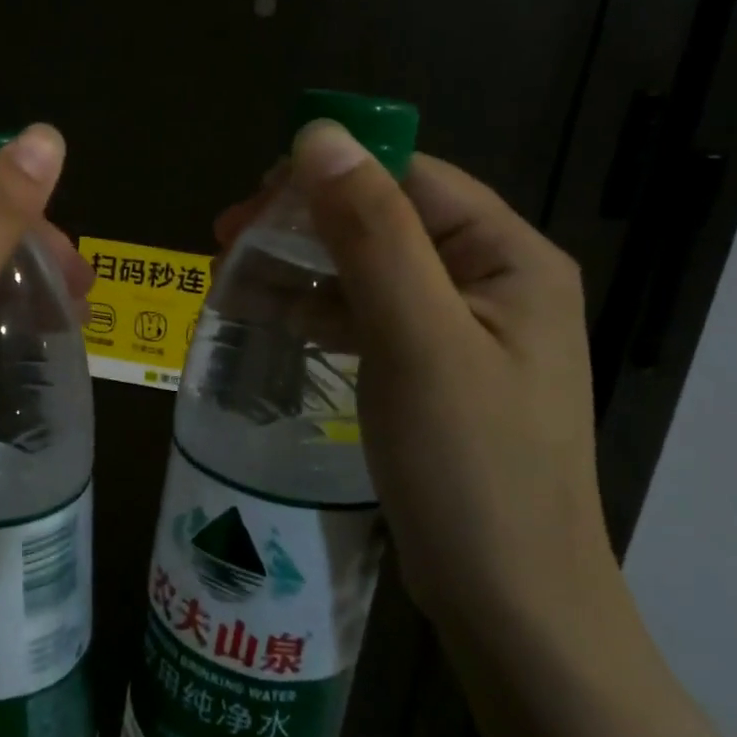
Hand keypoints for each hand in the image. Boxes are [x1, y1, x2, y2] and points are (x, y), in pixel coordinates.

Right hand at [253, 124, 613, 631]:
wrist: (511, 603)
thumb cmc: (471, 467)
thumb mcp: (416, 339)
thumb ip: (371, 233)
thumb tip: (320, 134)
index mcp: (507, 256)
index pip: (408, 178)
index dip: (328, 176)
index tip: (252, 202)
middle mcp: (490, 281)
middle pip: (382, 221)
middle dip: (302, 226)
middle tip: (225, 242)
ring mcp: (459, 330)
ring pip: (365, 271)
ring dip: (298, 269)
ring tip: (226, 282)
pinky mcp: (430, 371)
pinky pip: (365, 318)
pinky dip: (314, 312)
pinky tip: (266, 319)